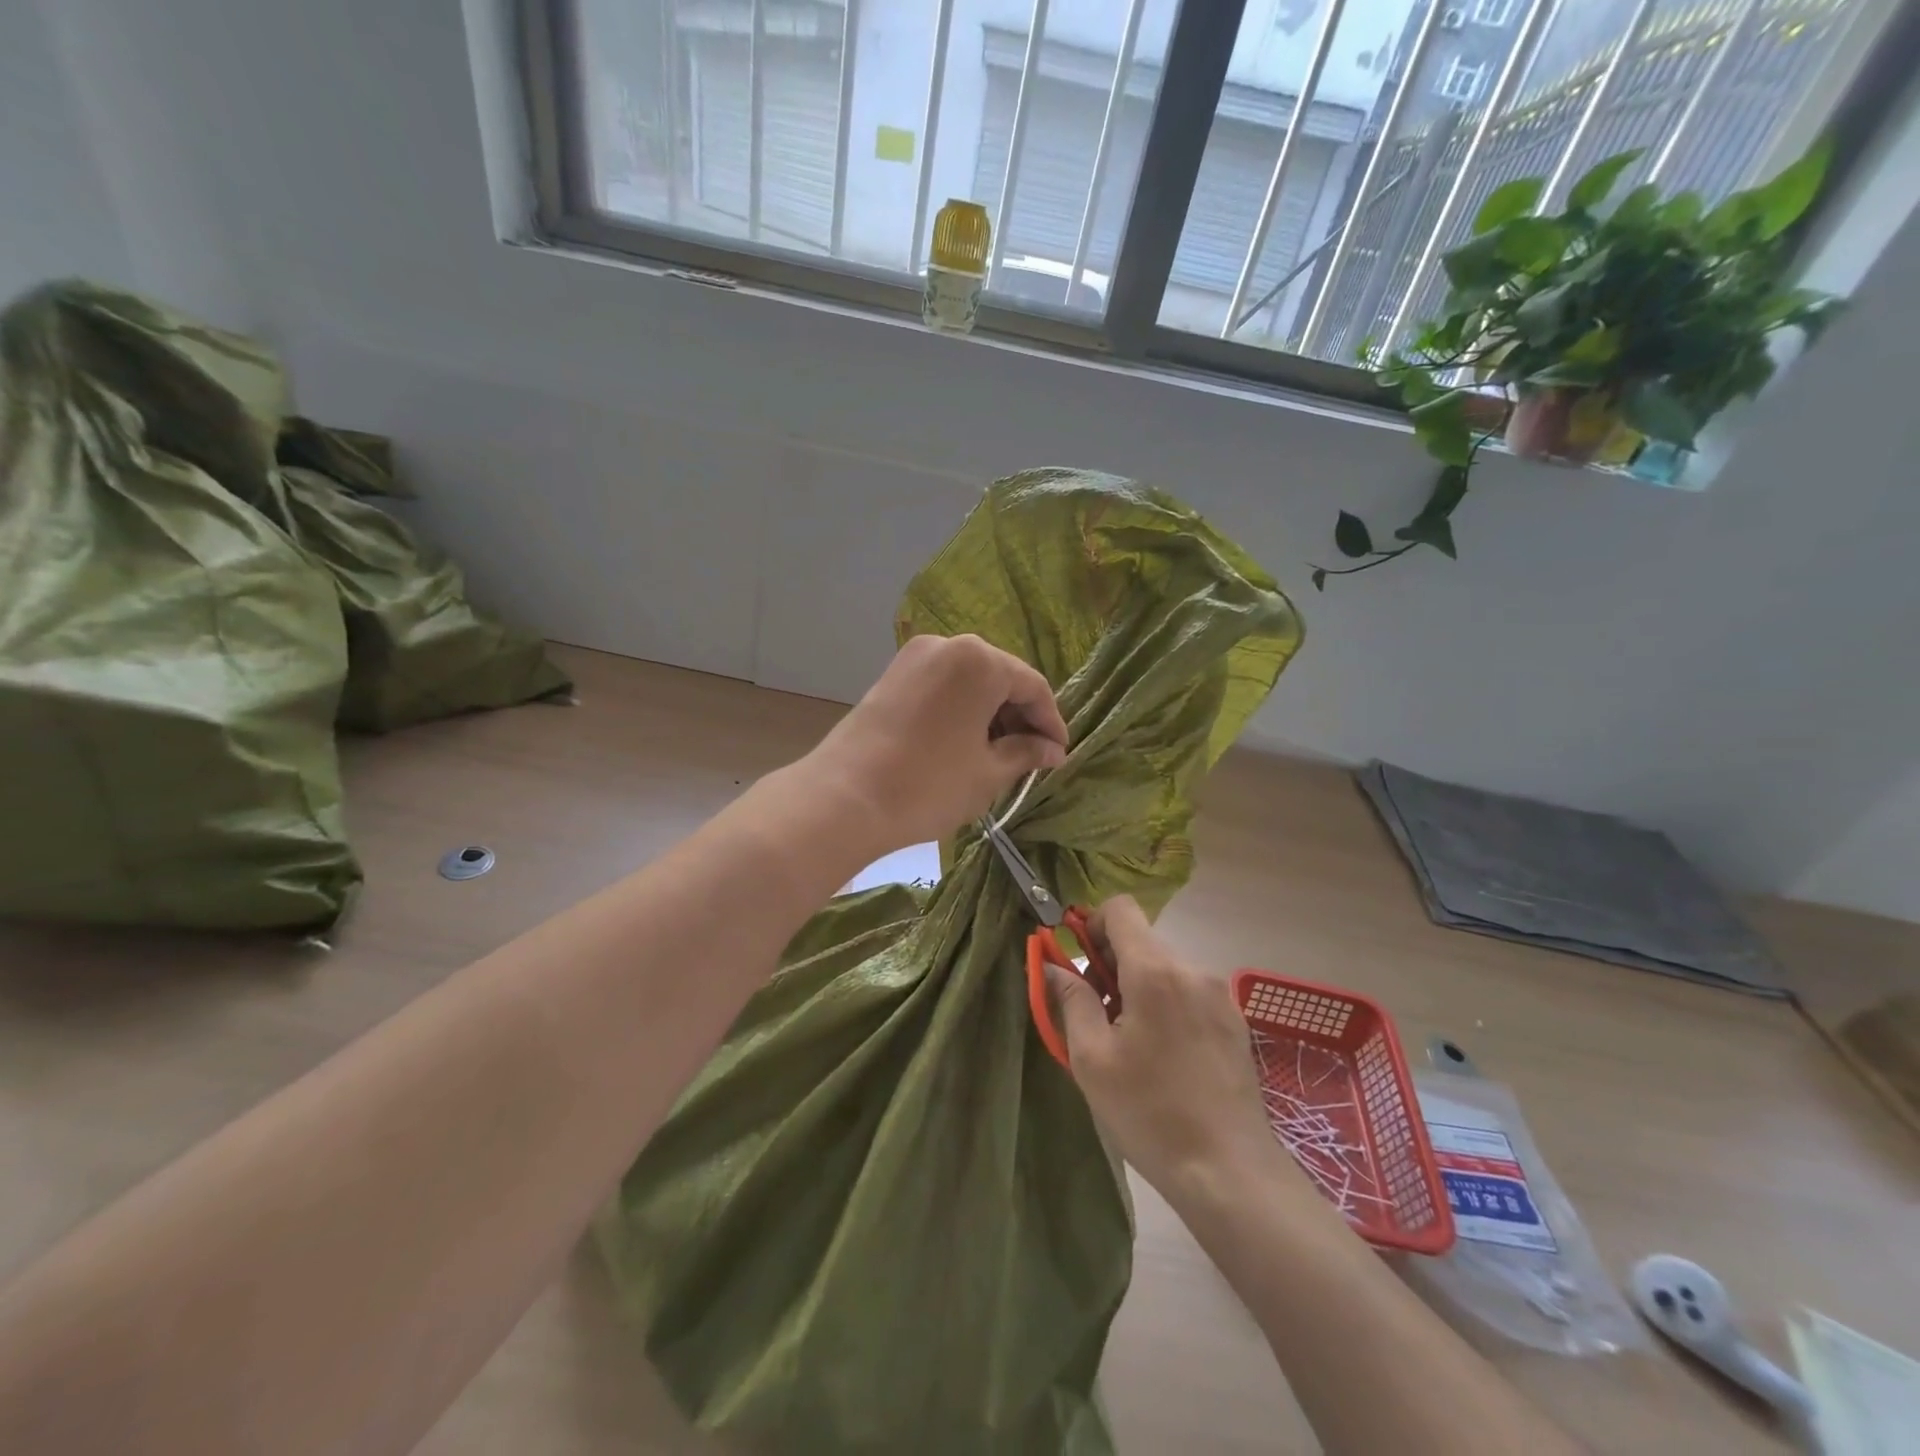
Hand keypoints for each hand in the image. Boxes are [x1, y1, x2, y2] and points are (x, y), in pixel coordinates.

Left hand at [807, 634, 1067, 853]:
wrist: (845, 798)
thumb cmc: (929, 784)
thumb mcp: (988, 772)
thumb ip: (1025, 753)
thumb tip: (1051, 751)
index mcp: (979, 660)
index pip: (1032, 686)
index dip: (1050, 723)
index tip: (1058, 755)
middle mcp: (948, 645)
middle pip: (1000, 677)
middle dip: (1019, 717)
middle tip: (1031, 757)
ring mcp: (914, 658)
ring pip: (969, 682)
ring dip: (989, 714)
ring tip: (999, 754)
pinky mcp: (891, 676)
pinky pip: (942, 687)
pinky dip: (961, 710)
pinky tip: (965, 743)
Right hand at [1048, 897, 1288, 1197]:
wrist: (1230, 1172)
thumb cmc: (1150, 1113)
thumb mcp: (1092, 1059)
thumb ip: (1071, 1000)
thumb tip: (1053, 965)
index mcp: (1155, 972)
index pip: (1121, 909)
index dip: (1092, 923)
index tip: (1078, 960)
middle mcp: (1193, 970)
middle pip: (1142, 939)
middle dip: (1110, 961)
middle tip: (1095, 1011)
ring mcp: (1220, 994)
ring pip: (1165, 965)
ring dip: (1138, 983)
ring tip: (1128, 1038)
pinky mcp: (1235, 1019)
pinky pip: (1189, 989)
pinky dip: (1166, 1001)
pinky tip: (1162, 1051)